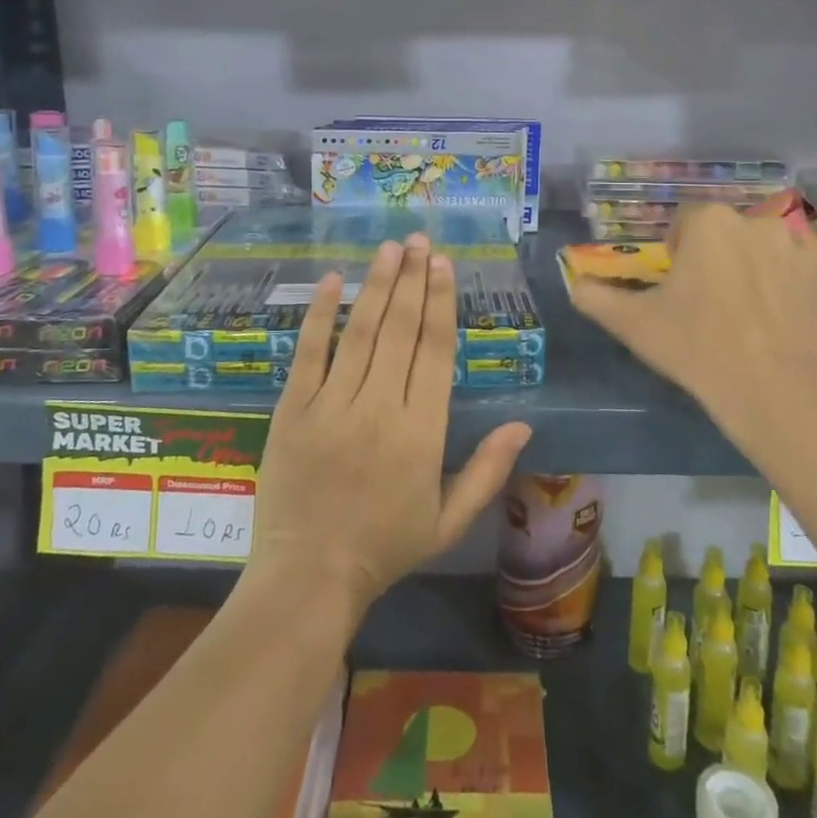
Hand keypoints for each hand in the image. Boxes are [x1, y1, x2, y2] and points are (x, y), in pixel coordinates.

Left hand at [250, 233, 530, 616]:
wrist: (309, 577)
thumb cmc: (385, 548)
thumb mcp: (449, 519)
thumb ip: (488, 470)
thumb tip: (524, 424)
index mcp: (421, 432)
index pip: (435, 351)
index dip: (441, 303)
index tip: (444, 265)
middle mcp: (379, 408)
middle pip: (400, 330)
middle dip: (412, 279)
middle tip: (419, 240)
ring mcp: (331, 406)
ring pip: (359, 332)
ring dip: (377, 285)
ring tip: (389, 248)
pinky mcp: (292, 410)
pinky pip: (308, 353)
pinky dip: (320, 314)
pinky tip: (333, 279)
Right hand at [570, 203, 816, 472]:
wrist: (775, 389)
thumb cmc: (696, 346)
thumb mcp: (633, 324)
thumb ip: (595, 297)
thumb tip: (574, 283)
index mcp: (708, 222)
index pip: (684, 222)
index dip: (676, 253)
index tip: (676, 288)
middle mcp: (755, 221)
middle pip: (723, 232)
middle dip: (713, 257)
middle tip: (706, 303)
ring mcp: (796, 246)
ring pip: (759, 248)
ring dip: (748, 266)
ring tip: (743, 313)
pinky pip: (792, 270)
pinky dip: (781, 285)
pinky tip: (773, 321)